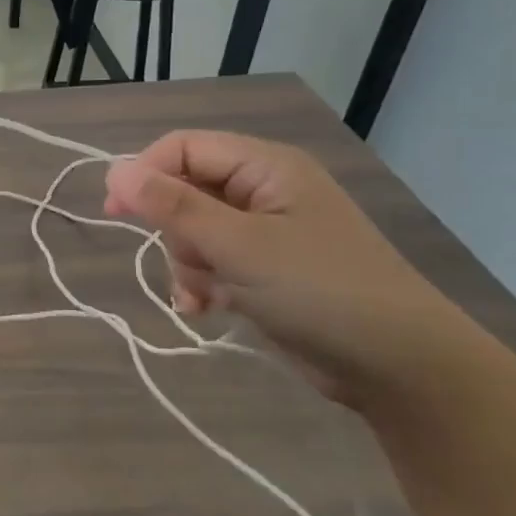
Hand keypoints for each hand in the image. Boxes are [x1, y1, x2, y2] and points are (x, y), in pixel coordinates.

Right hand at [105, 131, 465, 406]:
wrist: (401, 368)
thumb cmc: (320, 291)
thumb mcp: (238, 245)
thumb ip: (173, 206)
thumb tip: (114, 171)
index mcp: (265, 166)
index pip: (183, 147)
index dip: (145, 174)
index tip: (116, 212)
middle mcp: (263, 190)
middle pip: (184, 191)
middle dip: (175, 232)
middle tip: (190, 263)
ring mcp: (266, 231)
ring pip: (192, 232)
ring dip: (187, 265)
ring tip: (206, 295)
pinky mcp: (265, 269)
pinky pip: (211, 262)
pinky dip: (202, 284)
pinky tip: (206, 309)